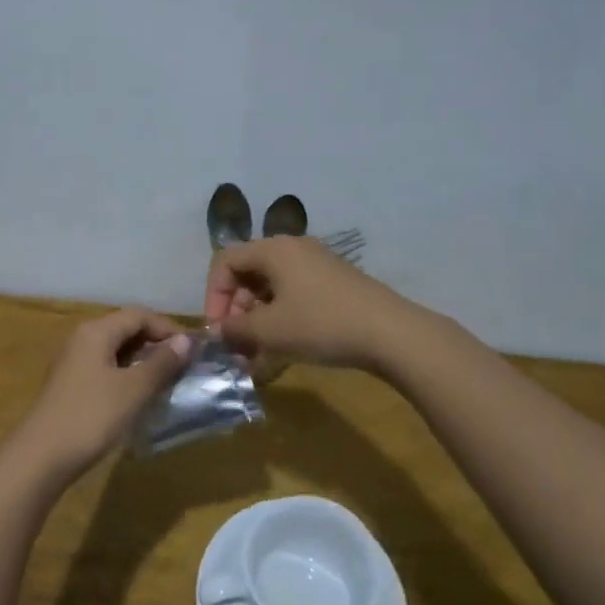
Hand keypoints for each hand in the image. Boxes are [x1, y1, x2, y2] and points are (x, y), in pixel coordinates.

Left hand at [13, 309, 192, 483]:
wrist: (40, 457)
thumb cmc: (90, 417)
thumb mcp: (133, 389)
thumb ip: (161, 363)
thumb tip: (185, 341)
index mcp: (96, 331)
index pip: (139, 315)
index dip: (168, 328)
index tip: (193, 351)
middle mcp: (83, 338)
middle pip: (126, 329)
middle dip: (156, 343)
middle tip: (183, 367)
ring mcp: (74, 362)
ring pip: (116, 350)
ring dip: (143, 361)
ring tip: (167, 381)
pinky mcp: (71, 384)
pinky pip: (106, 367)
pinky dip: (127, 374)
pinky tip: (139, 395)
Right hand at [204, 237, 419, 370]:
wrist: (391, 333)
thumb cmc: (321, 324)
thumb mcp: (270, 330)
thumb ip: (235, 330)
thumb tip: (219, 331)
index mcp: (274, 249)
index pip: (225, 261)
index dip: (214, 295)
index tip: (218, 329)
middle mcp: (293, 249)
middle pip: (249, 274)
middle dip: (237, 311)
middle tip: (237, 344)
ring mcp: (317, 266)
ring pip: (272, 289)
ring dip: (258, 320)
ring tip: (257, 355)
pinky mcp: (334, 285)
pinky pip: (295, 297)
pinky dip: (281, 320)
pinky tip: (282, 351)